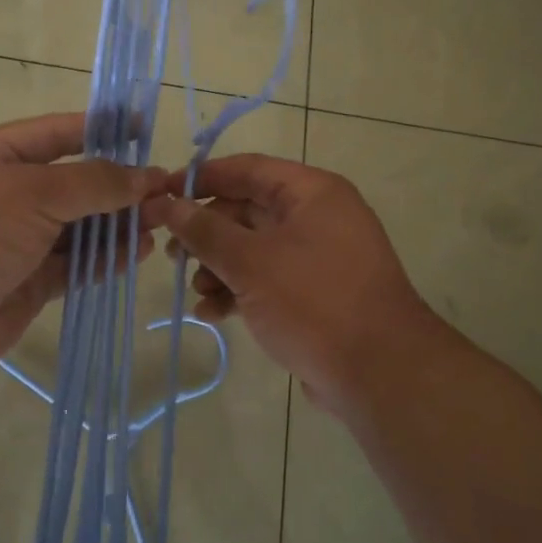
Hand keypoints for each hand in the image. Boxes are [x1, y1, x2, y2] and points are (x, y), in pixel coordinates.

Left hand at [0, 113, 165, 372]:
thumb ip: (95, 182)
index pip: (57, 133)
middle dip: (117, 186)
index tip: (143, 128)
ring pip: (77, 227)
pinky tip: (136, 252)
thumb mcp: (36, 190)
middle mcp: (6, 195)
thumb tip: (147, 178)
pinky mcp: (28, 282)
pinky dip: (104, 258)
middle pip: (73, 183)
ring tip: (159, 221)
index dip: (100, 128)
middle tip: (164, 190)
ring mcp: (17, 241)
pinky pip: (74, 265)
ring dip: (116, 224)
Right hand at [156, 155, 454, 419]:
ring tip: (195, 290)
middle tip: (170, 251)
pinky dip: (239, 291)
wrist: (379, 373)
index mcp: (312, 193)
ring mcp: (318, 257)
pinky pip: (268, 280)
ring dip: (219, 266)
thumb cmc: (314, 301)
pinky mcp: (315, 294)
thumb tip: (169, 204)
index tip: (162, 191)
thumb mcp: (251, 262)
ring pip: (254, 249)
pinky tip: (213, 313)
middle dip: (207, 232)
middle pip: (248, 210)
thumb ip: (206, 231)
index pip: (248, 169)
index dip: (202, 178)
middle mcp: (318, 217)